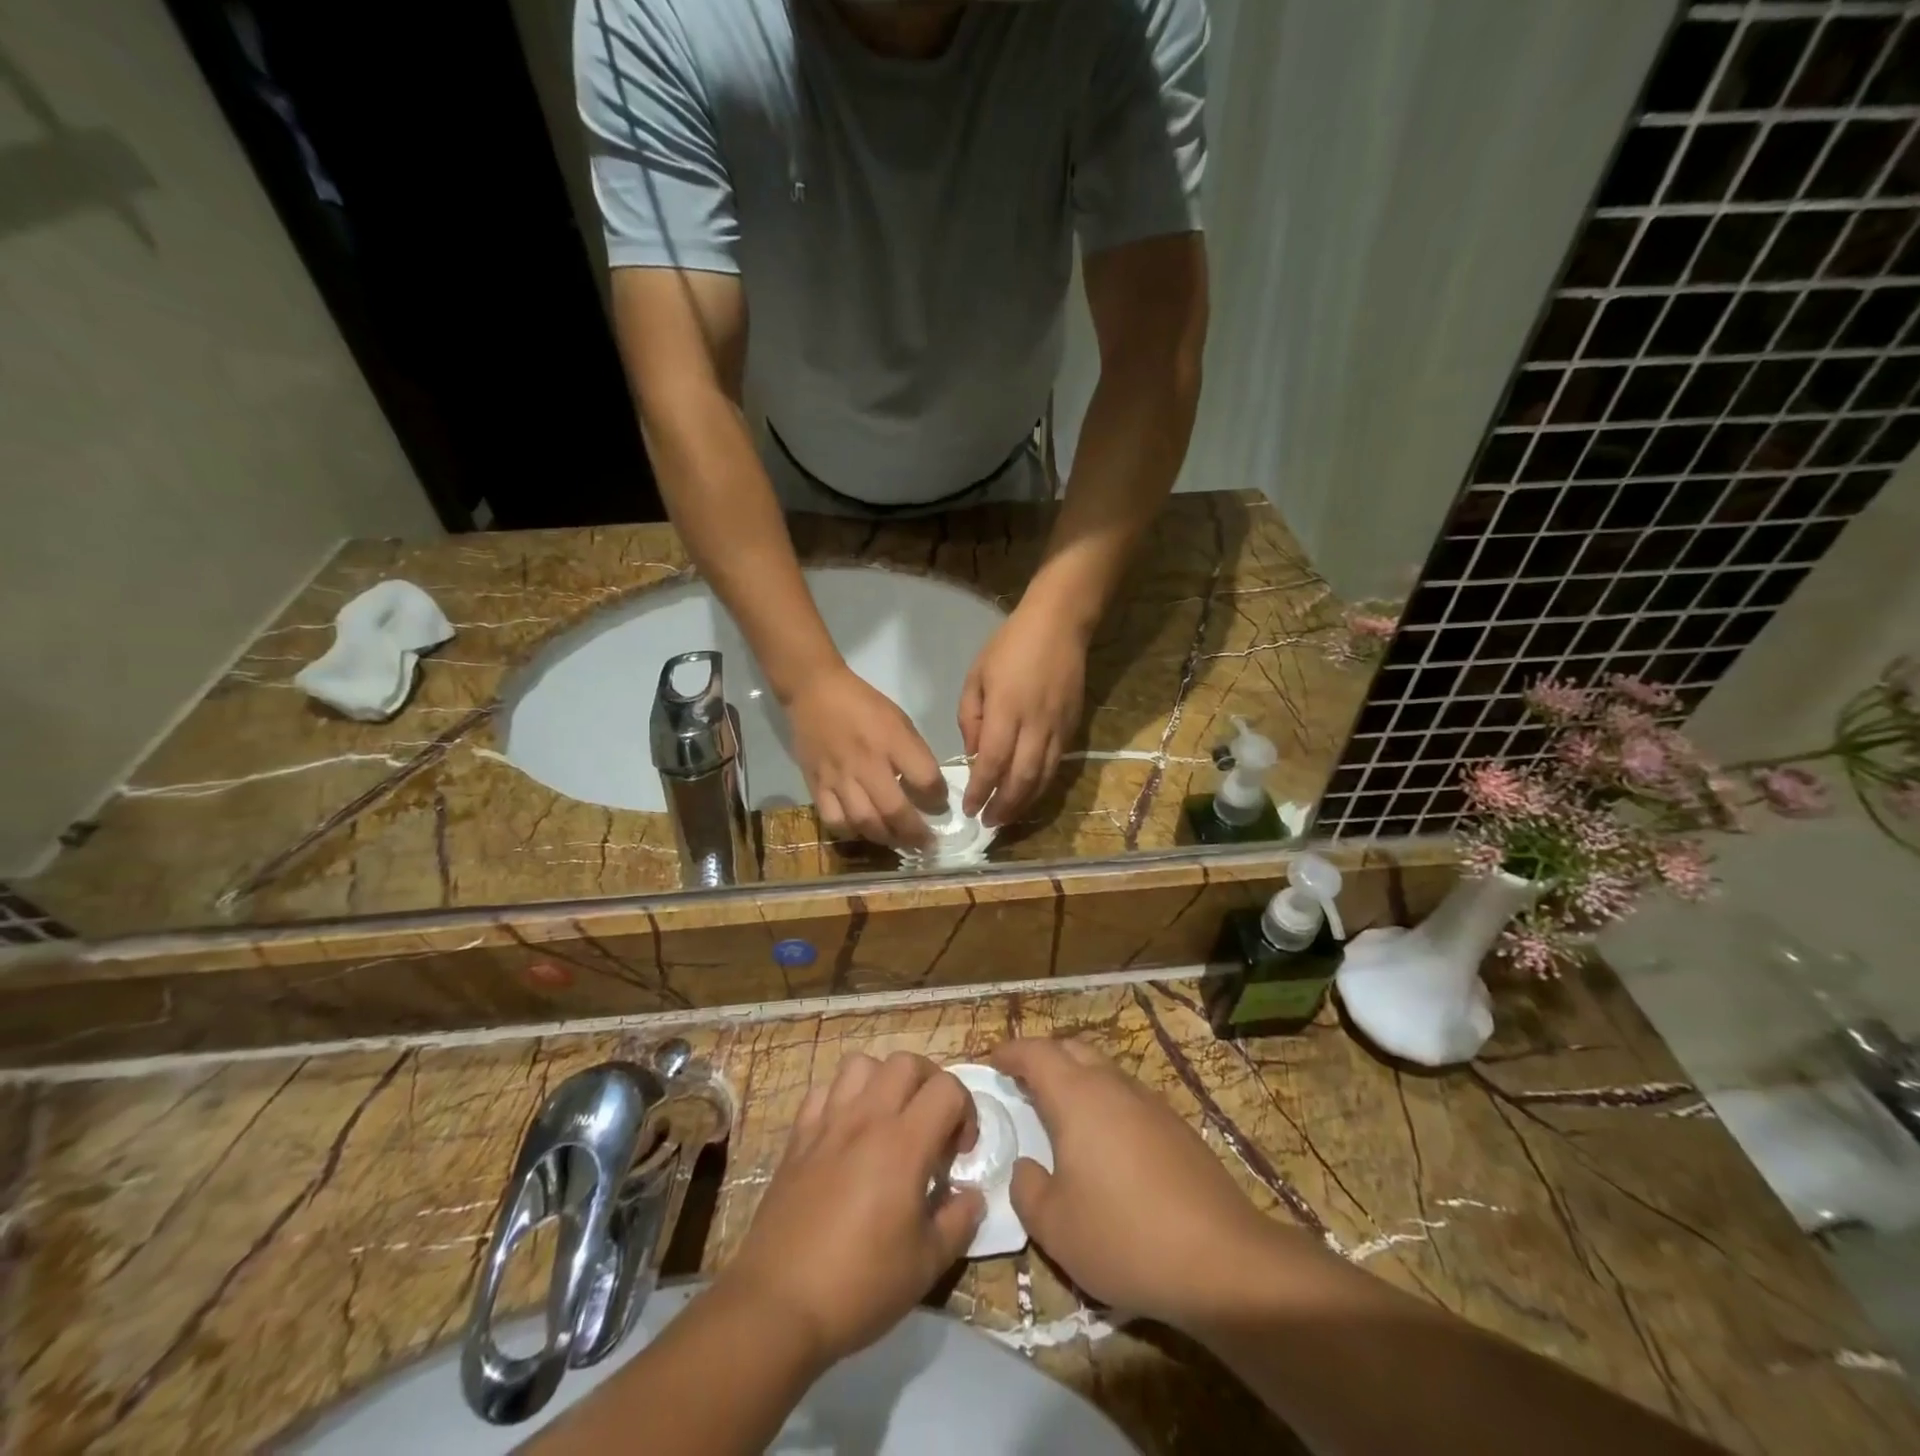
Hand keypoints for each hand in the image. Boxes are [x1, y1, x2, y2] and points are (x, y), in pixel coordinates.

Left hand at [717, 1052, 984, 1369]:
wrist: (778, 1306)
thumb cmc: (859, 1286)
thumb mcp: (926, 1265)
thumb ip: (958, 1221)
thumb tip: (971, 1195)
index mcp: (903, 1144)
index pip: (947, 1089)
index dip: (965, 1111)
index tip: (959, 1153)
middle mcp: (867, 1119)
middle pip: (906, 1062)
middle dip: (929, 1084)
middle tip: (932, 1125)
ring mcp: (828, 1123)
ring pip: (862, 1065)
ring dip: (884, 1082)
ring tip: (889, 1120)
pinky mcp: (798, 1138)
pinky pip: (823, 1091)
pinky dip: (842, 1098)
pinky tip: (847, 1132)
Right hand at [787, 665, 946, 848]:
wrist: (814, 692)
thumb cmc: (863, 704)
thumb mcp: (899, 720)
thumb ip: (914, 754)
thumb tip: (928, 789)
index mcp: (892, 739)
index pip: (925, 779)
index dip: (938, 798)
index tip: (940, 805)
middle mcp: (866, 762)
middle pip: (894, 809)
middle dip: (915, 833)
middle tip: (927, 844)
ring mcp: (838, 776)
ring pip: (864, 822)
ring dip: (886, 838)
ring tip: (898, 842)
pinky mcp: (816, 785)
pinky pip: (834, 820)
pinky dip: (852, 833)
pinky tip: (863, 832)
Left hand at [959, 603, 1086, 825]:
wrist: (1059, 625)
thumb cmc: (1010, 646)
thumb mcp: (977, 676)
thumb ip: (970, 718)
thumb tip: (974, 754)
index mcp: (1006, 710)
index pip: (992, 762)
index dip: (980, 790)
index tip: (968, 808)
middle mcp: (1034, 724)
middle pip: (1021, 777)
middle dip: (1003, 806)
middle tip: (988, 824)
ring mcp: (1057, 728)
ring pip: (1043, 777)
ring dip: (1024, 803)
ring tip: (1007, 819)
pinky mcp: (1073, 728)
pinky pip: (1057, 766)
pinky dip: (1042, 786)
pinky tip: (1028, 795)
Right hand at [990, 1038, 1282, 1327]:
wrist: (1223, 1261)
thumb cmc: (1124, 1236)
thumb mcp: (1054, 1226)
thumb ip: (1027, 1189)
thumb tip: (1027, 1167)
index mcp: (1077, 1096)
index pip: (1036, 1053)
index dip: (1010, 1051)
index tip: (991, 1060)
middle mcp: (1113, 1086)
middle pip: (1072, 1049)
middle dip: (1043, 1057)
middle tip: (1022, 1082)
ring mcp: (1150, 1103)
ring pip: (1104, 1071)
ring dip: (1076, 1078)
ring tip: (1060, 1113)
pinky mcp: (1176, 1127)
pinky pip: (1128, 1097)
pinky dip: (1105, 1103)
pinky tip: (1106, 1145)